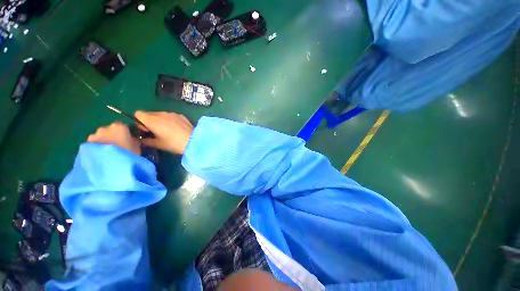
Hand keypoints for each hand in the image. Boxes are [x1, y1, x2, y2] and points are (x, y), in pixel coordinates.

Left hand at [87, 122, 140, 154]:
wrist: (109, 165)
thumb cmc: (127, 154)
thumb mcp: (137, 147)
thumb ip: (134, 141)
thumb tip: (131, 140)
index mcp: (119, 127)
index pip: (123, 126)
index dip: (126, 133)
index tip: (129, 139)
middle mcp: (105, 128)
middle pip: (110, 130)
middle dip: (113, 136)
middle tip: (118, 146)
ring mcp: (94, 135)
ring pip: (100, 137)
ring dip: (104, 142)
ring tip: (108, 153)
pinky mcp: (86, 144)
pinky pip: (93, 144)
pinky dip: (97, 148)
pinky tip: (101, 156)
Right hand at [134, 111, 193, 153]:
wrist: (193, 140)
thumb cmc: (173, 143)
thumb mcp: (157, 144)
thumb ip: (145, 141)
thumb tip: (140, 140)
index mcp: (152, 119)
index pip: (138, 114)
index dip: (139, 122)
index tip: (147, 131)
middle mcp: (161, 113)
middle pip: (149, 114)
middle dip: (150, 122)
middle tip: (157, 132)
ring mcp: (172, 113)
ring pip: (161, 115)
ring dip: (160, 121)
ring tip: (168, 132)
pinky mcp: (181, 115)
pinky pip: (171, 116)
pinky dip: (170, 121)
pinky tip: (177, 129)